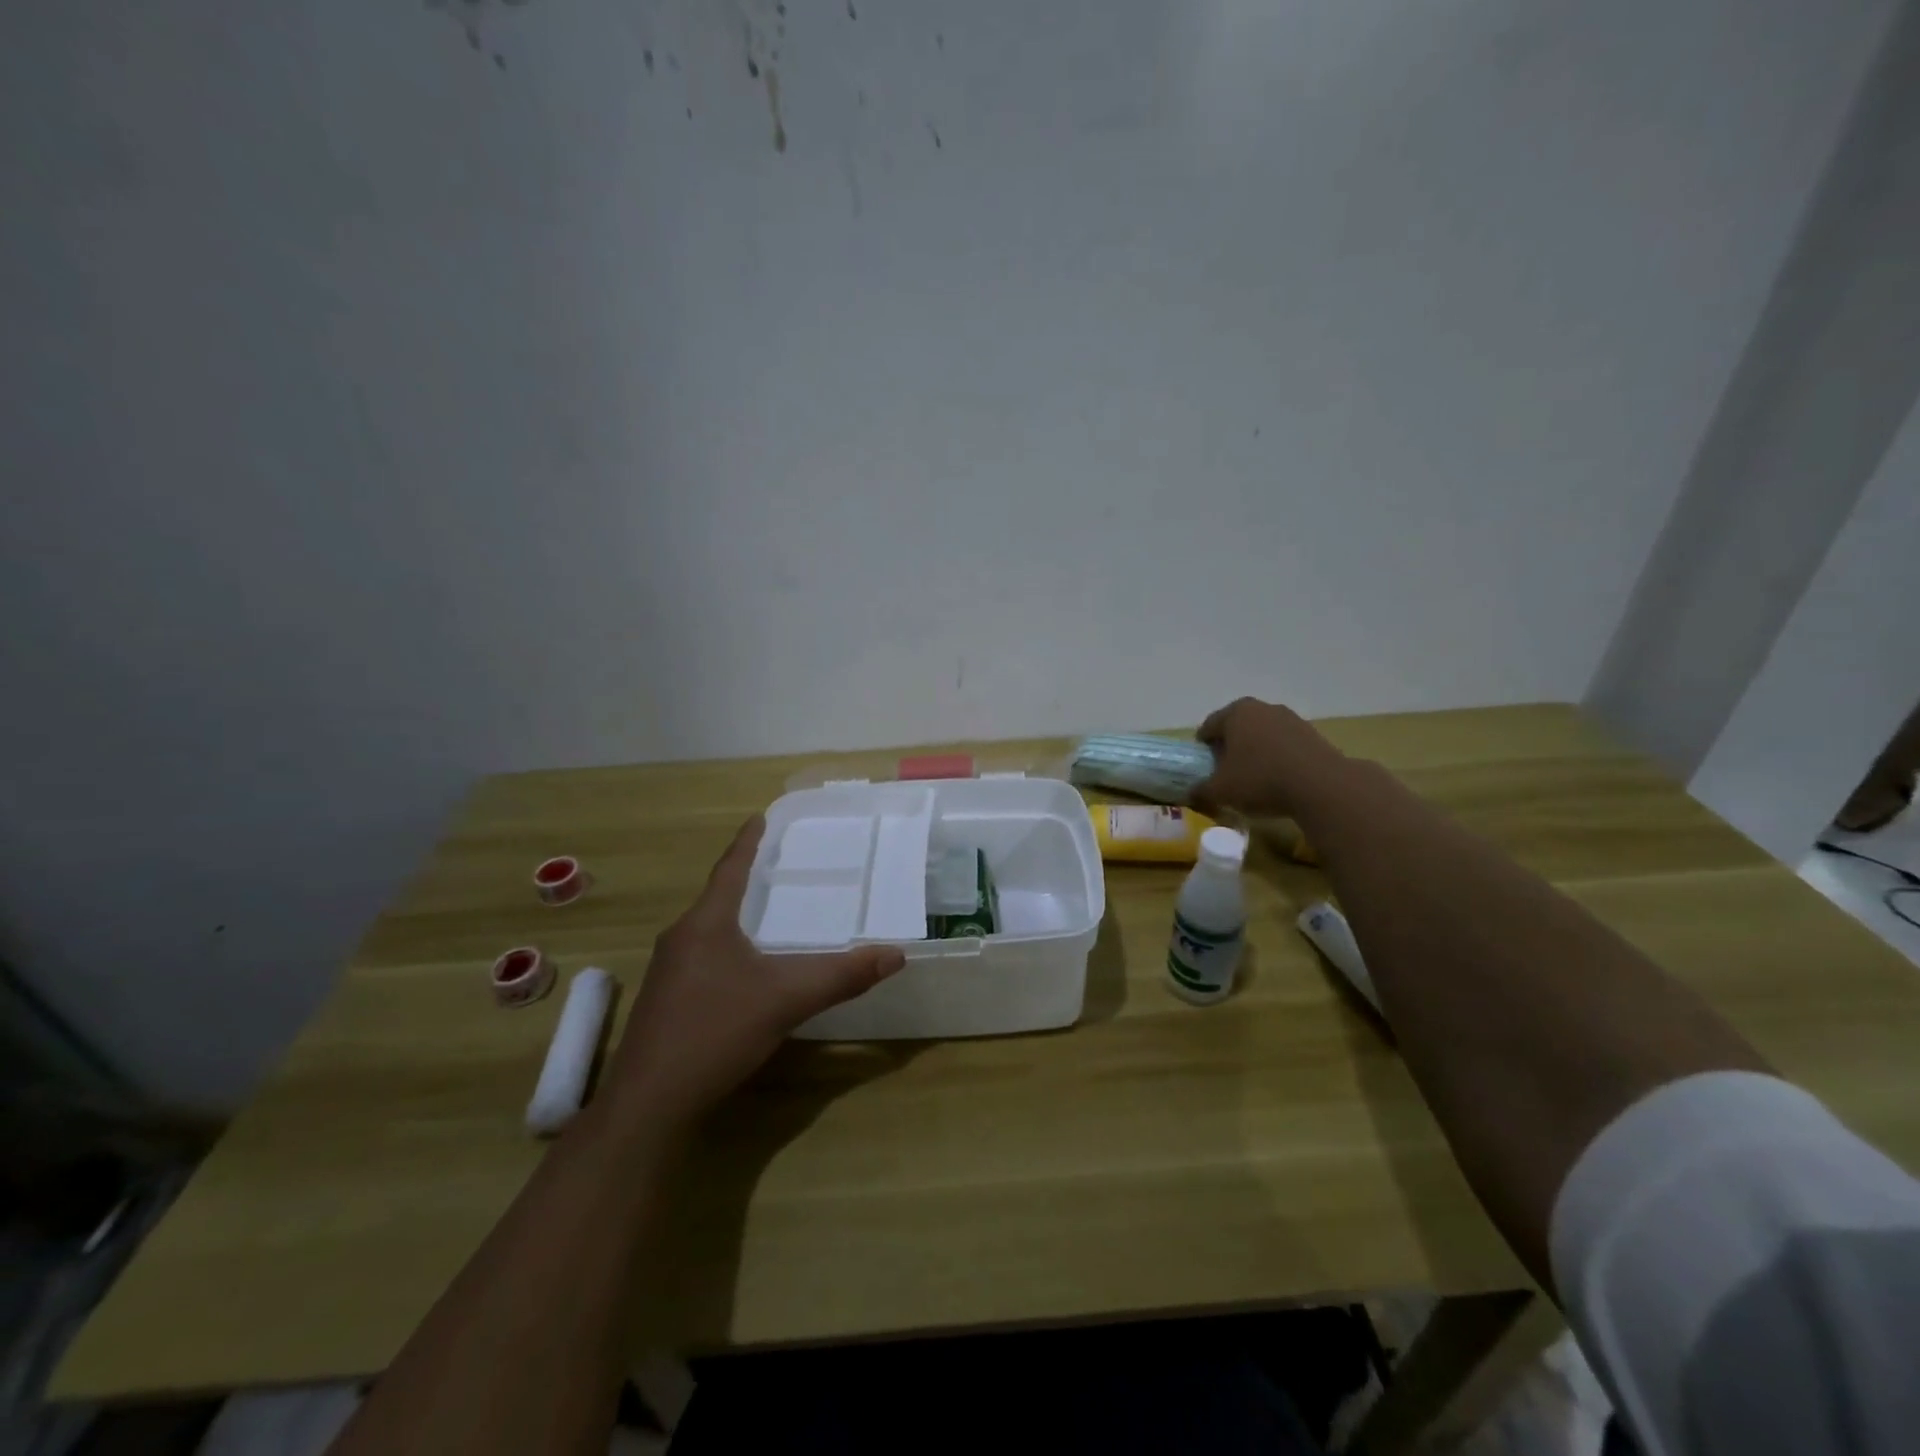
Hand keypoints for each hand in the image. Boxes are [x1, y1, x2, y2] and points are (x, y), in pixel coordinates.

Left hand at [603, 816, 904, 1128]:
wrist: (648, 1103)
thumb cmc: (715, 1033)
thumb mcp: (786, 1000)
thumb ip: (841, 976)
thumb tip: (895, 955)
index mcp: (705, 924)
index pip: (730, 868)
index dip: (748, 842)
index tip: (760, 816)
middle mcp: (681, 938)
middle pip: (718, 896)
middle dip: (746, 878)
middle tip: (781, 864)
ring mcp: (667, 971)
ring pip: (709, 929)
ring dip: (736, 915)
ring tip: (768, 911)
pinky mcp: (665, 1000)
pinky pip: (702, 955)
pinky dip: (728, 946)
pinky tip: (746, 966)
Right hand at [1191, 697, 1346, 818]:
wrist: (1321, 786)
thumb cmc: (1260, 780)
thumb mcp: (1220, 791)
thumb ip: (1200, 790)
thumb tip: (1191, 793)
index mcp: (1235, 712)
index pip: (1208, 727)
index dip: (1202, 749)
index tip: (1203, 769)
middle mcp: (1262, 708)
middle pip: (1236, 727)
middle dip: (1229, 748)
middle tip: (1225, 773)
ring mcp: (1290, 718)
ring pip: (1262, 735)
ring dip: (1254, 752)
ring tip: (1253, 779)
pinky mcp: (1312, 734)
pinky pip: (1284, 744)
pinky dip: (1277, 758)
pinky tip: (1278, 780)